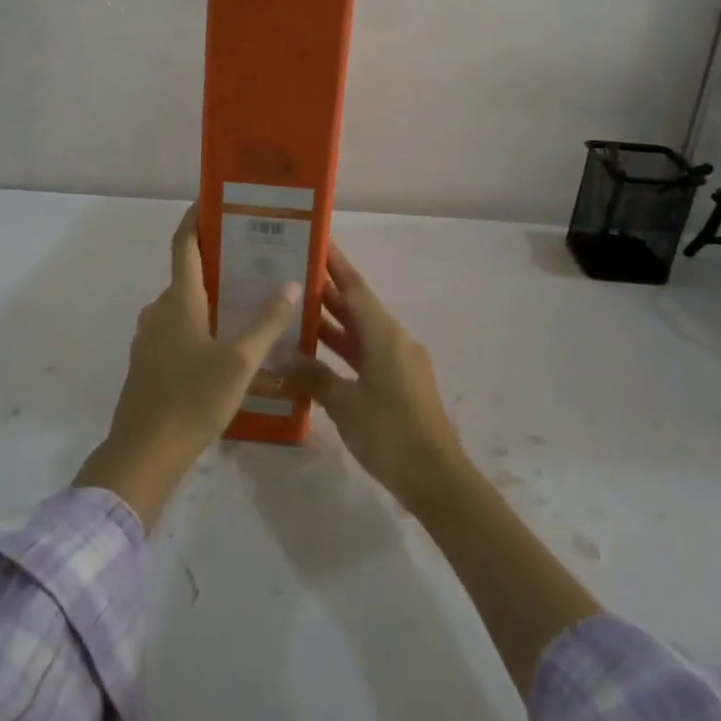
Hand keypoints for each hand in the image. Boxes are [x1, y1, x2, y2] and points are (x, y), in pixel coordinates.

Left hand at [74, 202, 298, 528]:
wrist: (144, 452)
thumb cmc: (193, 398)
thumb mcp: (240, 361)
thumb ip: (266, 323)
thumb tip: (291, 284)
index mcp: (179, 299)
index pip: (186, 244)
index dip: (197, 218)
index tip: (213, 200)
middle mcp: (160, 309)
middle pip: (189, 275)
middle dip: (219, 264)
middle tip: (256, 261)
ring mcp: (150, 337)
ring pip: (185, 307)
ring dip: (212, 300)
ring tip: (250, 305)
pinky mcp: (149, 363)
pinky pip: (178, 332)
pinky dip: (202, 328)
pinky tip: (228, 349)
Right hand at [286, 244, 468, 513]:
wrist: (438, 480)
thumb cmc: (391, 433)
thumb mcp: (345, 403)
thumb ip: (313, 376)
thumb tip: (282, 359)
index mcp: (385, 335)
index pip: (355, 287)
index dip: (335, 264)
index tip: (316, 240)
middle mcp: (394, 341)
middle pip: (357, 308)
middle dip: (327, 291)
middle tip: (291, 275)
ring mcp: (399, 365)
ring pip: (360, 334)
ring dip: (332, 323)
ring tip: (295, 311)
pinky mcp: (399, 387)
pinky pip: (365, 357)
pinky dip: (341, 351)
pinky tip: (316, 357)